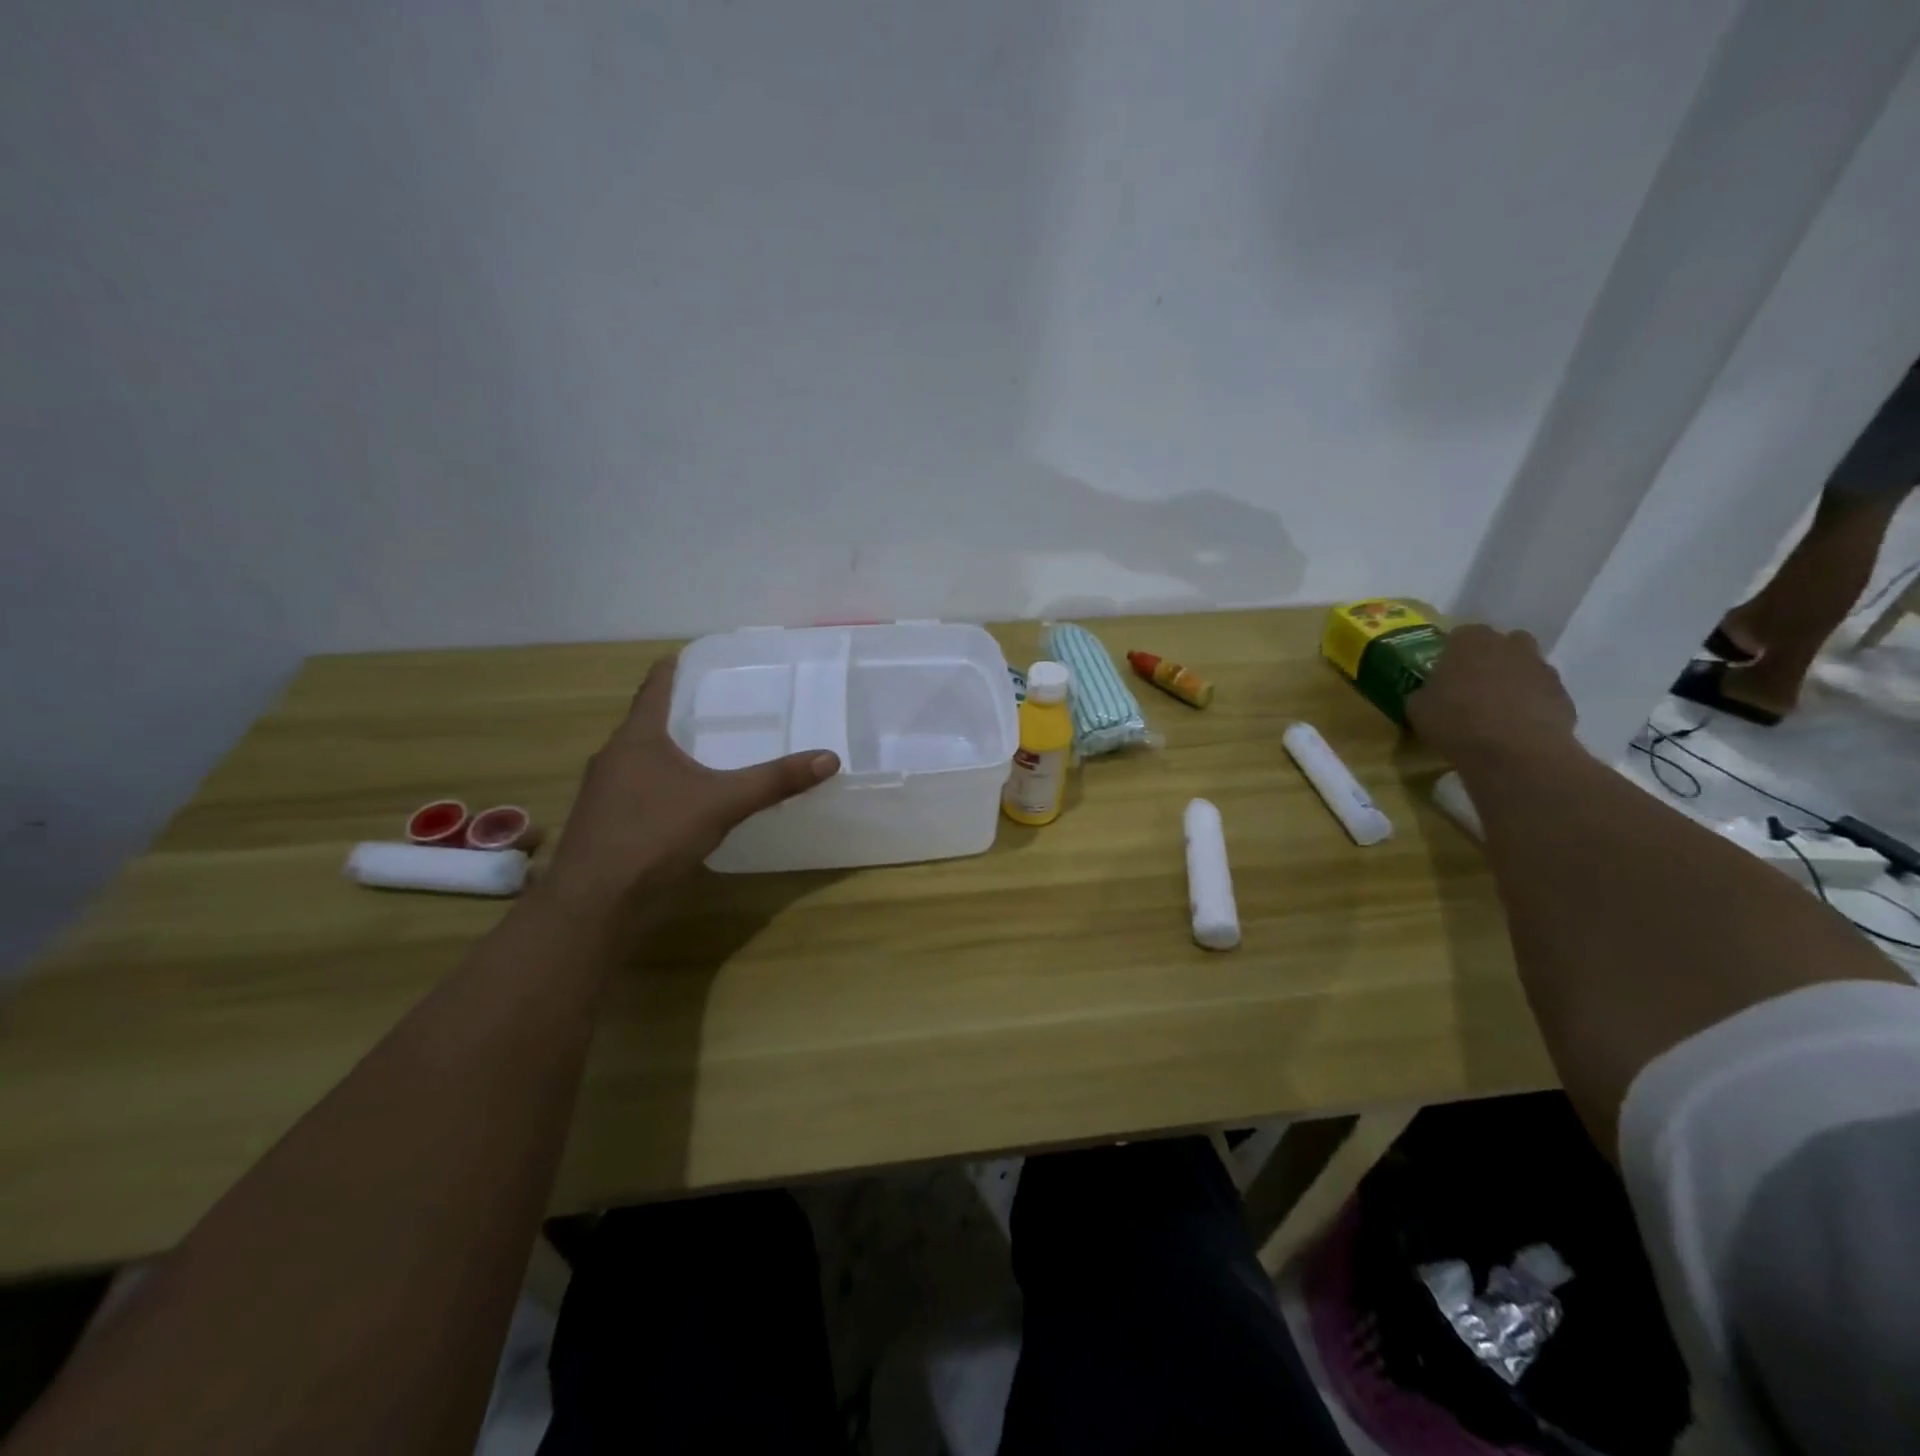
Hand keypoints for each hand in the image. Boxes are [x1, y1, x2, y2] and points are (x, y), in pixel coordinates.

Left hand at [540, 657, 839, 916]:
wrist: (594, 904)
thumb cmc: (653, 835)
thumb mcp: (722, 803)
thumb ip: (774, 781)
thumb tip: (828, 758)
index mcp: (637, 738)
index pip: (655, 687)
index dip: (675, 668)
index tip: (697, 655)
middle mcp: (615, 758)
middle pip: (648, 723)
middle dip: (681, 713)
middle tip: (723, 705)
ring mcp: (606, 793)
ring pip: (643, 759)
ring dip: (672, 752)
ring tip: (712, 750)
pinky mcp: (608, 824)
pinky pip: (641, 790)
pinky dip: (665, 785)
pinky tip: (690, 800)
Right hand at [1406, 623, 1577, 765]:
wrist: (1515, 752)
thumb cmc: (1456, 722)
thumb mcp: (1417, 709)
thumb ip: (1424, 693)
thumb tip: (1429, 694)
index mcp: (1470, 641)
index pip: (1460, 634)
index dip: (1452, 653)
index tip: (1444, 673)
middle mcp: (1509, 646)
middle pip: (1501, 644)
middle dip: (1490, 659)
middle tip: (1472, 686)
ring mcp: (1541, 668)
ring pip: (1526, 666)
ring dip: (1513, 681)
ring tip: (1495, 710)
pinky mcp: (1563, 695)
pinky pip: (1542, 693)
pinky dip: (1531, 704)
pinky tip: (1516, 726)